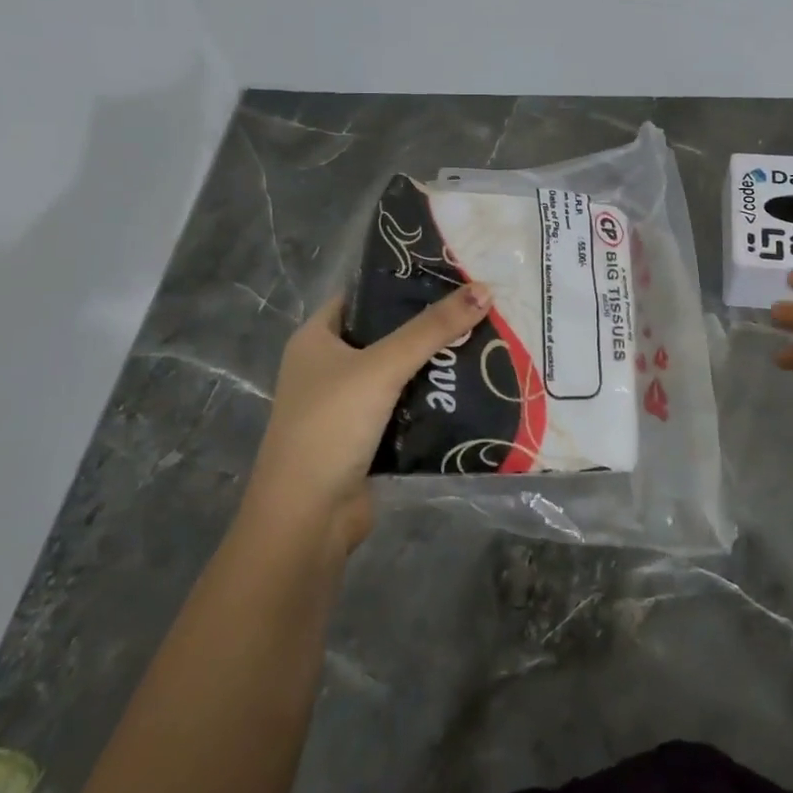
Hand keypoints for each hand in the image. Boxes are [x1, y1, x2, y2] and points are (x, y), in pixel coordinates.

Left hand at [244, 283, 491, 554]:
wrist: (307, 519)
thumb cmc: (331, 426)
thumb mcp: (382, 367)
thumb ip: (432, 329)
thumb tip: (483, 288)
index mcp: (316, 339)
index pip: (362, 296)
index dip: (401, 282)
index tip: (449, 273)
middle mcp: (327, 367)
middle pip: (385, 334)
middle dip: (428, 325)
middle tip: (478, 307)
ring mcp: (345, 405)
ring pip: (398, 373)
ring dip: (434, 364)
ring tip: (484, 341)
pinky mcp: (366, 438)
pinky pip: (405, 407)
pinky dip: (431, 400)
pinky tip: (470, 388)